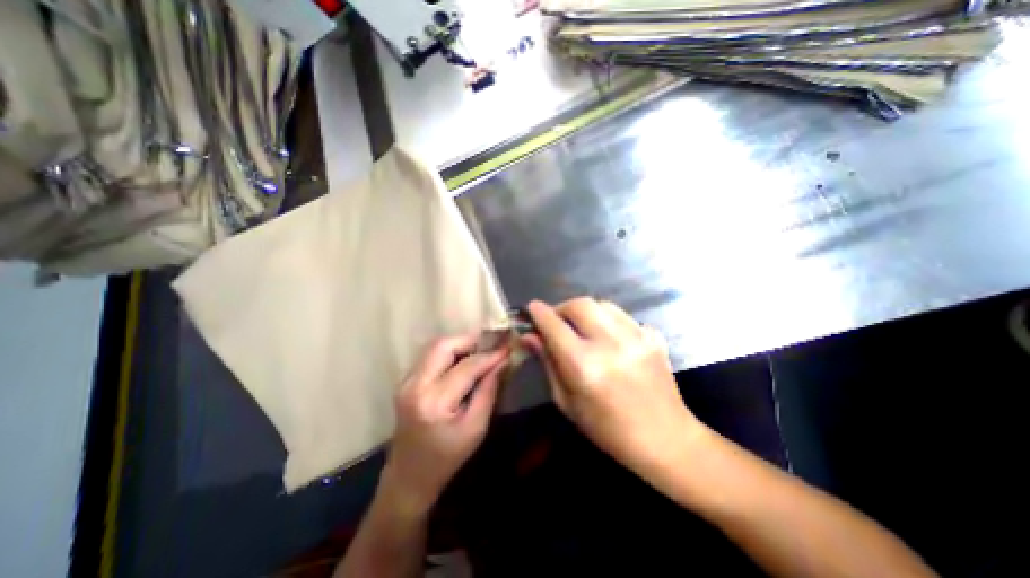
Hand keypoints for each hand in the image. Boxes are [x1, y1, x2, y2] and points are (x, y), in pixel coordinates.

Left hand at [380, 333, 507, 514]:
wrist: (408, 477)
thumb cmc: (447, 458)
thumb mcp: (476, 428)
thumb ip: (489, 390)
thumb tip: (502, 361)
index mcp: (434, 402)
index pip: (467, 366)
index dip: (490, 355)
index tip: (508, 347)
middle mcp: (415, 385)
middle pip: (444, 345)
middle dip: (470, 340)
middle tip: (491, 345)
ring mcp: (406, 381)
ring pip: (435, 346)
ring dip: (459, 343)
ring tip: (480, 351)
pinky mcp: (405, 381)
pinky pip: (430, 355)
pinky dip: (449, 352)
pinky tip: (463, 360)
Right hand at [524, 298, 708, 477]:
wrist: (666, 439)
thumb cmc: (608, 430)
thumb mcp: (567, 401)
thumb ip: (548, 363)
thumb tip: (530, 336)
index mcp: (584, 365)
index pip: (554, 325)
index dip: (539, 312)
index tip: (532, 308)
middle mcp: (610, 344)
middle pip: (579, 304)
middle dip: (562, 307)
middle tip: (557, 321)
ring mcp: (636, 337)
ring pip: (602, 304)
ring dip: (585, 311)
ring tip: (581, 327)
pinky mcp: (653, 336)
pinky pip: (622, 316)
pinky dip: (607, 320)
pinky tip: (607, 337)